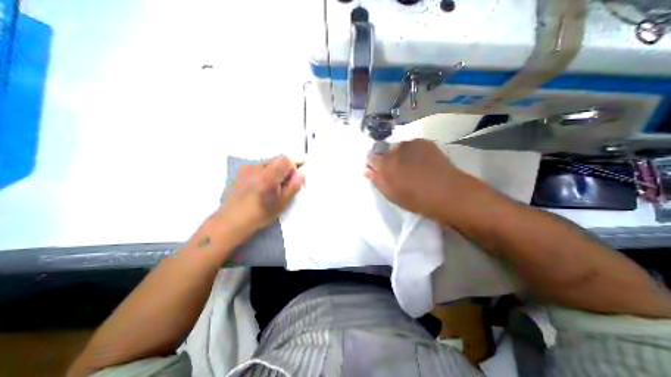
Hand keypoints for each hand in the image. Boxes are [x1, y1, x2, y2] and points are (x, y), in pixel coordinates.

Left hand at [216, 156, 302, 238]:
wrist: (231, 220)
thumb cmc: (259, 214)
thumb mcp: (281, 204)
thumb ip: (293, 187)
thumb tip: (301, 174)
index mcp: (267, 176)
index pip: (286, 160)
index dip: (294, 166)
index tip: (295, 177)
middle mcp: (256, 168)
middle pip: (277, 160)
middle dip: (284, 169)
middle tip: (284, 185)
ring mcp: (246, 168)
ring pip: (268, 163)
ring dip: (275, 171)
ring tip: (272, 187)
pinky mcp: (241, 171)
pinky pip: (259, 167)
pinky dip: (265, 173)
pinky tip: (262, 186)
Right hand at [365, 139, 467, 218]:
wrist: (446, 192)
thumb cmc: (415, 198)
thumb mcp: (391, 194)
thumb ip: (376, 180)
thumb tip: (366, 170)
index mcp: (384, 165)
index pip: (371, 158)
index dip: (374, 164)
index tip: (379, 171)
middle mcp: (394, 150)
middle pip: (385, 151)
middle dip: (388, 159)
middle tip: (399, 171)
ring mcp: (410, 144)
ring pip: (399, 148)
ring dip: (401, 154)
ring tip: (413, 166)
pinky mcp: (424, 142)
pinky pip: (413, 145)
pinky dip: (414, 152)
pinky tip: (423, 162)